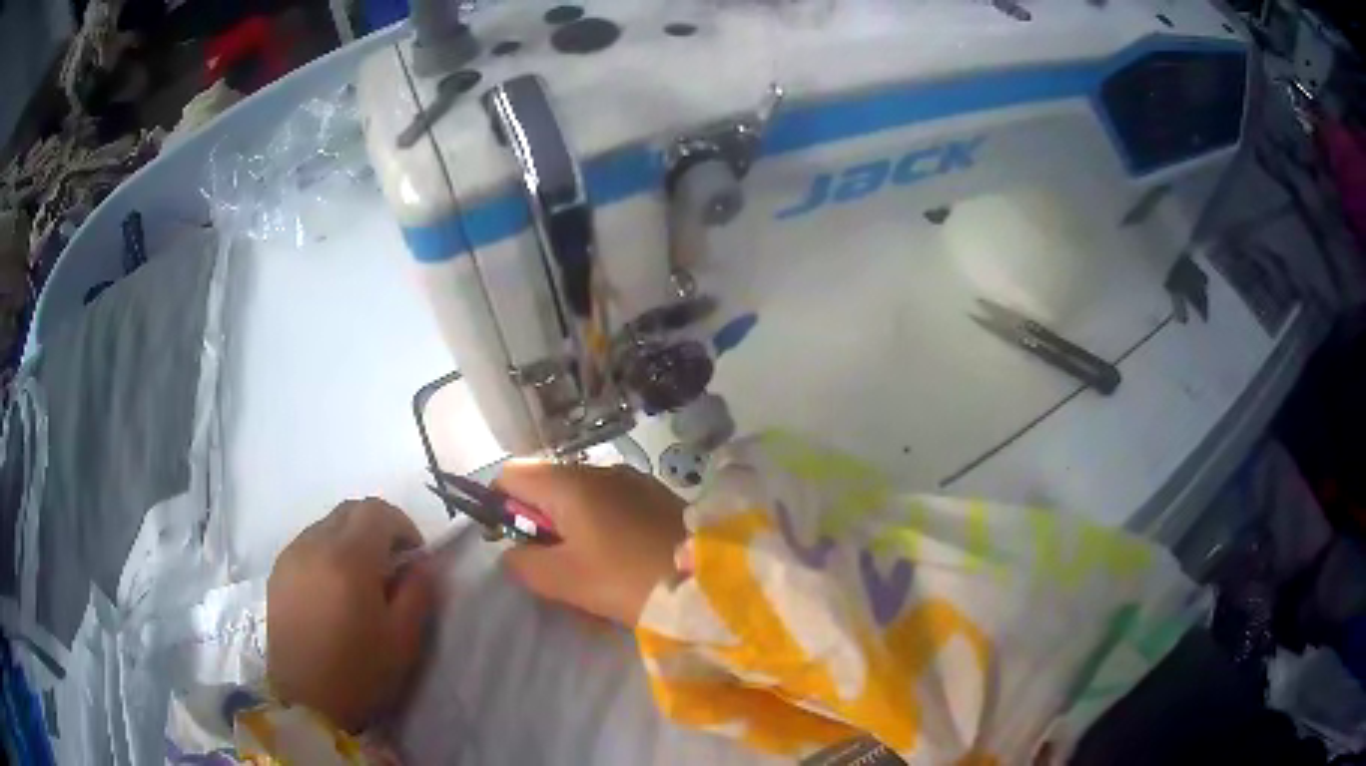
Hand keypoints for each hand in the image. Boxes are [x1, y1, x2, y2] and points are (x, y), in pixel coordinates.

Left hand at [267, 498, 434, 731]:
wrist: (306, 701)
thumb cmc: (360, 673)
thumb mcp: (404, 638)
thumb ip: (419, 591)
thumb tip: (423, 562)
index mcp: (349, 558)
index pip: (377, 510)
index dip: (403, 526)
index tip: (414, 558)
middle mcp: (314, 544)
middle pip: (349, 510)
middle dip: (376, 528)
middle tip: (391, 566)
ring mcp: (291, 555)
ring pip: (326, 524)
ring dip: (350, 539)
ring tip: (360, 581)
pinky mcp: (277, 572)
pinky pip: (307, 543)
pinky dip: (327, 552)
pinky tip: (333, 590)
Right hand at [497, 463, 687, 626]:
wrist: (709, 580)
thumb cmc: (628, 579)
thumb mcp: (565, 580)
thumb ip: (523, 563)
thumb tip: (510, 552)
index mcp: (569, 482)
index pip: (511, 473)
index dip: (499, 504)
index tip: (513, 542)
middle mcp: (598, 469)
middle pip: (546, 484)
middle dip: (538, 522)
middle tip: (553, 563)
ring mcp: (632, 479)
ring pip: (579, 496)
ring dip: (570, 526)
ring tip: (588, 567)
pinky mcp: (656, 495)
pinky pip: (610, 503)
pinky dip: (600, 524)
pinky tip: (619, 557)